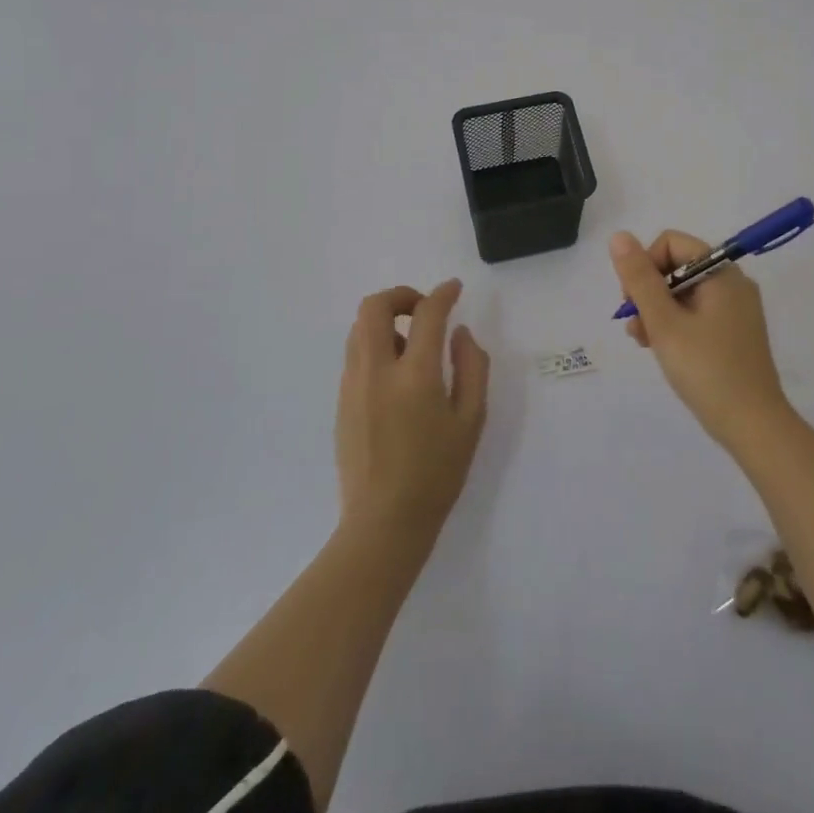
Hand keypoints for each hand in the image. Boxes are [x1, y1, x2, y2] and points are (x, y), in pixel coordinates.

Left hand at [335, 280, 489, 549]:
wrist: (384, 523)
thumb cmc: (437, 473)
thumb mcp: (471, 420)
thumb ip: (472, 368)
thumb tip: (459, 334)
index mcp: (414, 376)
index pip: (426, 314)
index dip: (442, 294)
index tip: (454, 289)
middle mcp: (376, 372)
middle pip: (373, 308)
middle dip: (400, 296)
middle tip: (423, 310)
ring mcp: (352, 386)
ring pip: (359, 329)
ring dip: (385, 321)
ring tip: (411, 343)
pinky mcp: (341, 402)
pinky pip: (355, 354)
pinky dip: (375, 345)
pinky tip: (396, 374)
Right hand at [610, 230, 791, 451]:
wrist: (754, 426)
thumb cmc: (706, 369)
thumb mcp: (664, 322)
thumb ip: (639, 278)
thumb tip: (619, 236)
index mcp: (721, 272)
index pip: (671, 243)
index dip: (645, 264)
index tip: (634, 301)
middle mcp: (732, 283)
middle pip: (677, 267)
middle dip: (648, 292)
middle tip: (636, 327)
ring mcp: (736, 309)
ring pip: (684, 292)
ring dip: (657, 311)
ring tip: (644, 342)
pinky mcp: (735, 332)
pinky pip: (698, 313)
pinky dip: (676, 324)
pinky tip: (662, 349)